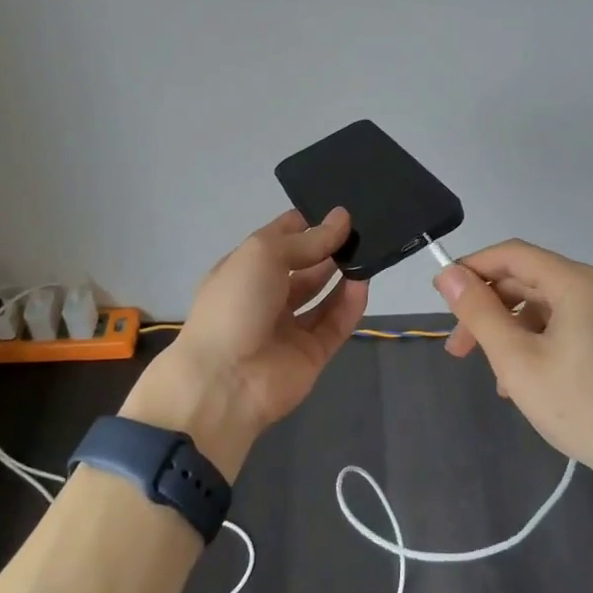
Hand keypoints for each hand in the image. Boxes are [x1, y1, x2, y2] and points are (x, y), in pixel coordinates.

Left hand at [125, 208, 368, 475]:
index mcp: (244, 269)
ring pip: (321, 295)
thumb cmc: (235, 304)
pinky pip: (335, 323)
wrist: (225, 381)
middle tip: (361, 229)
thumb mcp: (264, 255)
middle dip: (328, 247)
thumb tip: (342, 217)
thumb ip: (307, 239)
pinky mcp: (311, 353)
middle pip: (304, 266)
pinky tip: (364, 282)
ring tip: (368, 251)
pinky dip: (350, 304)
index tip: (337, 211)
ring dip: (342, 273)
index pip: (279, 239)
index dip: (306, 224)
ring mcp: (288, 326)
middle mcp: (265, 295)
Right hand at [434, 241, 592, 488]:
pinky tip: (526, 377)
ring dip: (513, 331)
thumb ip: (479, 313)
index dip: (472, 269)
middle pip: (529, 280)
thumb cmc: (582, 407)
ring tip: (495, 376)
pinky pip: (569, 321)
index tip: (442, 295)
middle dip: (490, 310)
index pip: (512, 255)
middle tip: (459, 348)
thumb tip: (449, 275)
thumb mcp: (517, 361)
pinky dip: (540, 339)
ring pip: (547, 304)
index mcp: (578, 282)